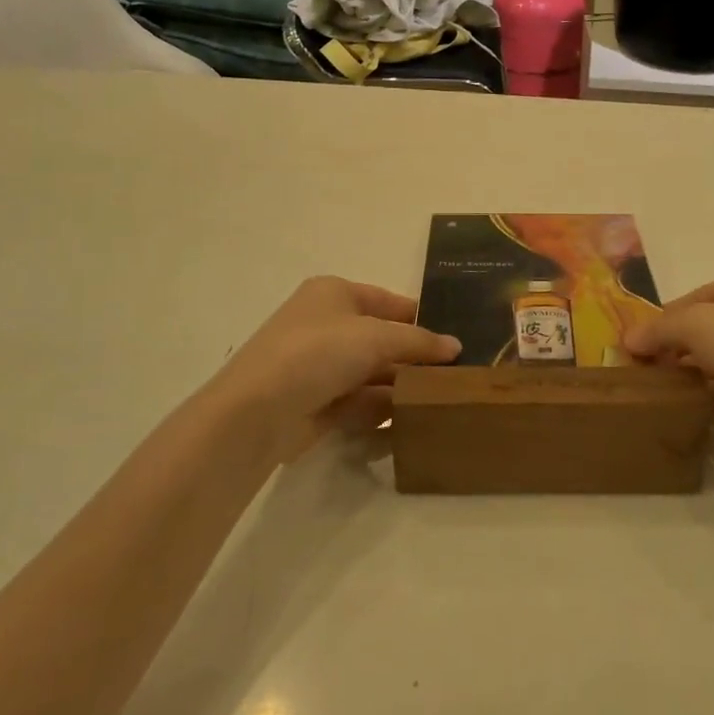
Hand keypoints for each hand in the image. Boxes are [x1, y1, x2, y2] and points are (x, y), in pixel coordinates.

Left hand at [202, 276, 460, 464]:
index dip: (420, 317)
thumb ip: (419, 342)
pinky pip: (360, 401)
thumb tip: (456, 346)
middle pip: (382, 339)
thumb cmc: (318, 352)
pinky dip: (383, 409)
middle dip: (414, 356)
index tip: (455, 336)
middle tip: (456, 373)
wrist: (257, 412)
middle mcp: (326, 325)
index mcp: (334, 294)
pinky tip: (412, 420)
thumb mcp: (376, 337)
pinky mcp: (318, 402)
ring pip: (373, 372)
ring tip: (443, 399)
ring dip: (402, 385)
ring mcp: (320, 366)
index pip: (388, 301)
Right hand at [624, 268, 713, 461]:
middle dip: (672, 348)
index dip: (660, 321)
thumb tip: (628, 340)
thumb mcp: (698, 323)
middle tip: (639, 371)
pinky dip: (709, 396)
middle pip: (703, 329)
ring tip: (654, 392)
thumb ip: (660, 329)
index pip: (691, 299)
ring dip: (688, 374)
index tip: (631, 347)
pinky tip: (684, 408)